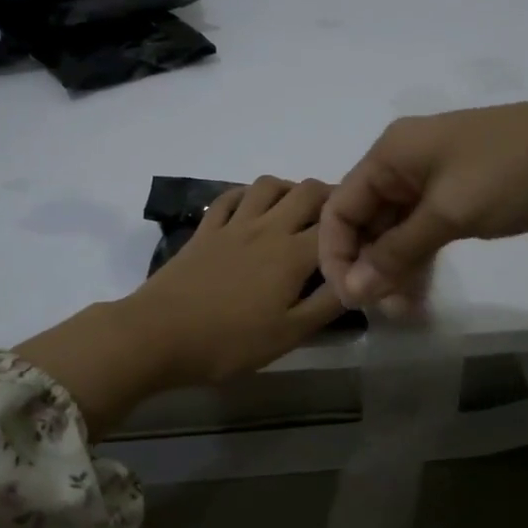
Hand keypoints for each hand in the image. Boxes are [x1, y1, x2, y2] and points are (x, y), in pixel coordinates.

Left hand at [16, 176, 344, 438]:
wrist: (157, 334)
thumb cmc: (228, 342)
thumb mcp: (288, 335)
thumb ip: (326, 305)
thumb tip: (358, 280)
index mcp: (293, 254)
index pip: (338, 224)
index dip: (359, 224)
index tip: (370, 233)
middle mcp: (268, 227)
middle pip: (307, 191)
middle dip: (330, 197)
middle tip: (336, 221)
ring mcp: (233, 224)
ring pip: (268, 185)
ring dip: (289, 189)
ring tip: (296, 211)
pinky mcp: (205, 229)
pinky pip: (230, 196)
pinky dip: (248, 194)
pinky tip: (252, 208)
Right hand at [320, 91, 527, 311]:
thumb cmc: (515, 171)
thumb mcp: (450, 211)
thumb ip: (397, 252)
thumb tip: (354, 291)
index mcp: (391, 154)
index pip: (340, 208)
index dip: (337, 255)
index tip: (352, 302)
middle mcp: (406, 164)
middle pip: (366, 220)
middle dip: (369, 267)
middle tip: (389, 313)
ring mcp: (438, 180)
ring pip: (397, 230)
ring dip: (395, 269)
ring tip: (407, 311)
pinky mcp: (466, 196)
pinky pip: (427, 231)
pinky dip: (421, 259)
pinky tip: (422, 293)